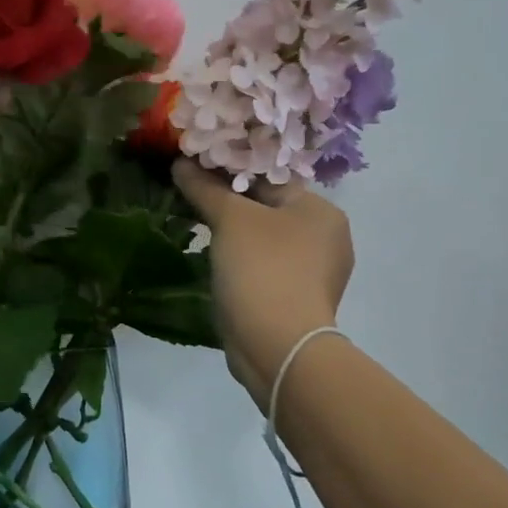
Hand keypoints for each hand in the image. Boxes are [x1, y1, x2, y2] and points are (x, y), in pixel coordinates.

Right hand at [174, 161, 354, 404]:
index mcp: (322, 210)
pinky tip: (216, 261)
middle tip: (191, 196)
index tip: (195, 170)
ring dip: (234, 234)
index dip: (230, 171)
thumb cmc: (262, 268)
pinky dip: (242, 262)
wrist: (277, 346)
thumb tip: (181, 162)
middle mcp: (327, 238)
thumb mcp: (229, 218)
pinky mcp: (297, 300)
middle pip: (268, 208)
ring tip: (197, 225)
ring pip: (265, 239)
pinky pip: (264, 267)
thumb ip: (204, 187)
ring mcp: (315, 273)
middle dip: (229, 203)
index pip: (270, 178)